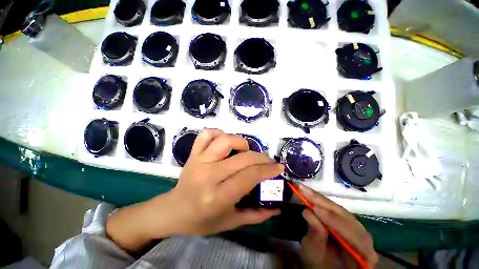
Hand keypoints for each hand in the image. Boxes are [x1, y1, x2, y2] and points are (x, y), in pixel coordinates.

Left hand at [167, 128, 282, 234]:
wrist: (173, 210)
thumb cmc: (201, 221)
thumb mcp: (231, 222)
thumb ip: (256, 215)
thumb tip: (278, 209)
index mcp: (218, 197)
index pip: (250, 176)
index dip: (268, 170)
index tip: (279, 167)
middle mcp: (208, 175)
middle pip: (243, 158)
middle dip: (261, 158)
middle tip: (268, 161)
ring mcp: (199, 161)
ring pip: (225, 140)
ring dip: (241, 142)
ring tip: (246, 151)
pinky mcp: (193, 153)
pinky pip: (207, 134)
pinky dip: (219, 133)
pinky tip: (225, 141)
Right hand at [299, 185, 377, 267]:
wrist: (325, 267)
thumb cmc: (320, 266)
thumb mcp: (315, 254)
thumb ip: (316, 235)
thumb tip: (307, 211)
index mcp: (364, 253)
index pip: (352, 233)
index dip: (332, 219)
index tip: (313, 208)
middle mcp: (364, 237)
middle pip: (345, 216)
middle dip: (322, 202)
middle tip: (303, 190)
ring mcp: (355, 227)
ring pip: (339, 210)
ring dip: (320, 199)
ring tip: (304, 190)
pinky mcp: (345, 220)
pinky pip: (334, 209)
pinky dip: (321, 201)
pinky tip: (311, 194)